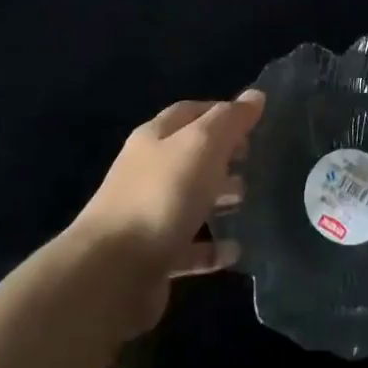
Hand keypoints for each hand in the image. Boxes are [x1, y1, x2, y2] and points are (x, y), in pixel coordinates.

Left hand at [66, 91, 263, 336]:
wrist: (111, 272)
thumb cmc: (161, 196)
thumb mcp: (201, 146)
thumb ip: (229, 120)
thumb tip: (255, 95)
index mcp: (154, 138)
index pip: (189, 112)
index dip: (221, 112)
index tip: (254, 122)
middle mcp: (146, 172)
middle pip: (188, 156)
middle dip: (222, 155)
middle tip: (254, 161)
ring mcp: (147, 216)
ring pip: (188, 199)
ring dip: (218, 198)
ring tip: (248, 200)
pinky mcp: (152, 257)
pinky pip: (188, 247)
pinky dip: (212, 248)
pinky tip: (235, 250)